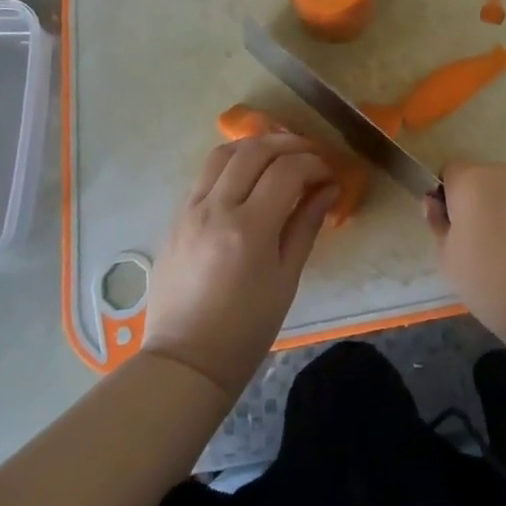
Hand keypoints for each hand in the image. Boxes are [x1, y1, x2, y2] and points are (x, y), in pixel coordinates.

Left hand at [143, 133, 336, 397]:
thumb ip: (306, 225)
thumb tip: (328, 188)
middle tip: (310, 155)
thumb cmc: (245, 329)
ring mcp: (191, 209)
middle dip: (289, 144)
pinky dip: (231, 163)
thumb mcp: (286, 279)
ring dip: (256, 145)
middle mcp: (217, 209)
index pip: (287, 170)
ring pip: (224, 153)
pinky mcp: (176, 216)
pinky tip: (248, 175)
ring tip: (278, 155)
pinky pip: (205, 173)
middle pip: (255, 150)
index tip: (329, 175)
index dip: (314, 164)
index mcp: (249, 229)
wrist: (185, 361)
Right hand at [426, 160, 505, 344]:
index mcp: (472, 180)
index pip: (451, 171)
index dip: (448, 196)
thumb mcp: (449, 260)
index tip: (453, 229)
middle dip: (479, 204)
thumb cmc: (492, 281)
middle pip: (484, 180)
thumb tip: (434, 202)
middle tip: (480, 248)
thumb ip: (438, 224)